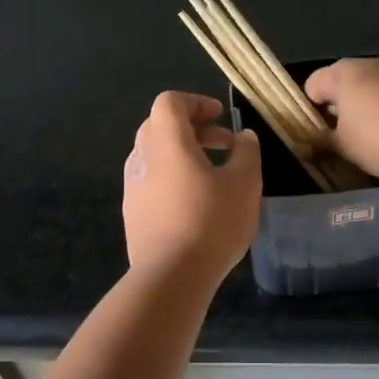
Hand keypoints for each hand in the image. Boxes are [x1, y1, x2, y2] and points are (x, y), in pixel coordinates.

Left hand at [123, 91, 261, 282]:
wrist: (170, 276)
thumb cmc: (211, 221)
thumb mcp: (244, 183)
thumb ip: (246, 153)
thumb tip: (244, 137)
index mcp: (166, 141)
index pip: (170, 102)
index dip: (196, 102)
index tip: (221, 116)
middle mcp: (142, 156)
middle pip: (160, 125)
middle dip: (193, 128)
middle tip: (224, 144)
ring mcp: (132, 186)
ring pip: (155, 154)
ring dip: (183, 154)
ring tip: (214, 174)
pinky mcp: (132, 212)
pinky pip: (151, 180)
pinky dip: (172, 177)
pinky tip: (195, 202)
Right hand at [303, 59, 378, 179]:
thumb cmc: (377, 136)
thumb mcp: (343, 147)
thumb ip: (321, 144)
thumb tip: (304, 147)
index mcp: (341, 72)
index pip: (312, 86)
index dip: (309, 111)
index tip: (315, 135)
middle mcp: (367, 64)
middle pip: (341, 86)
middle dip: (337, 111)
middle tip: (338, 139)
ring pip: (368, 92)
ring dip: (363, 112)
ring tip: (366, 141)